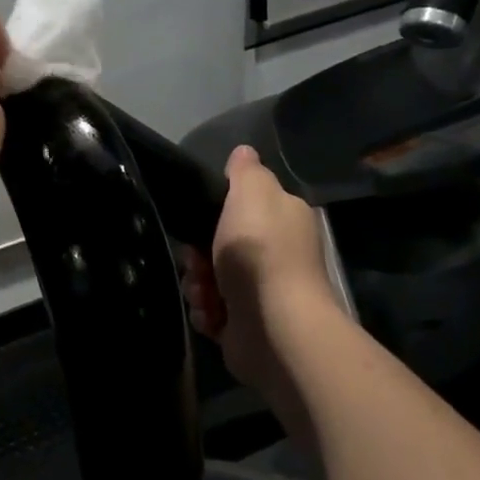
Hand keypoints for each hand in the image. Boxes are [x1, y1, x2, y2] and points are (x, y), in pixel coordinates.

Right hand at [182, 146, 338, 438]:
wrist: (274, 325)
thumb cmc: (260, 252)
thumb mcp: (252, 194)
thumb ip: (245, 172)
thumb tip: (243, 152)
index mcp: (283, 221)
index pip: (242, 208)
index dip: (213, 214)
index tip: (197, 222)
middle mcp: (276, 256)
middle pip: (218, 246)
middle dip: (197, 256)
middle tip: (196, 262)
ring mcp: (261, 294)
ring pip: (209, 280)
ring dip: (197, 285)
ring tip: (204, 294)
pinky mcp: (246, 326)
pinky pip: (211, 312)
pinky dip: (205, 313)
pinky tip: (211, 315)